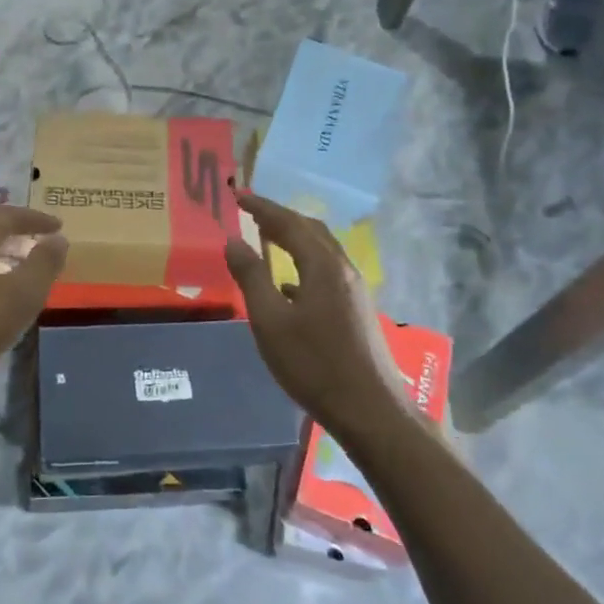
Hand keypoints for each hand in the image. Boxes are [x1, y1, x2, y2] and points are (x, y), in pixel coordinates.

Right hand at [224, 191, 408, 430]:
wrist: (369, 409)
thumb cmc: (314, 364)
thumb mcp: (270, 321)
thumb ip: (251, 277)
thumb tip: (234, 240)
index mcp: (323, 265)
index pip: (289, 222)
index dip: (262, 207)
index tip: (238, 195)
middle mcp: (343, 269)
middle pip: (311, 230)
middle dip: (280, 218)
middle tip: (251, 213)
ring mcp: (354, 290)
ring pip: (321, 251)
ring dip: (294, 239)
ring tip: (266, 239)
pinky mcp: (356, 309)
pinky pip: (326, 271)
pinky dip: (303, 264)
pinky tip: (287, 285)